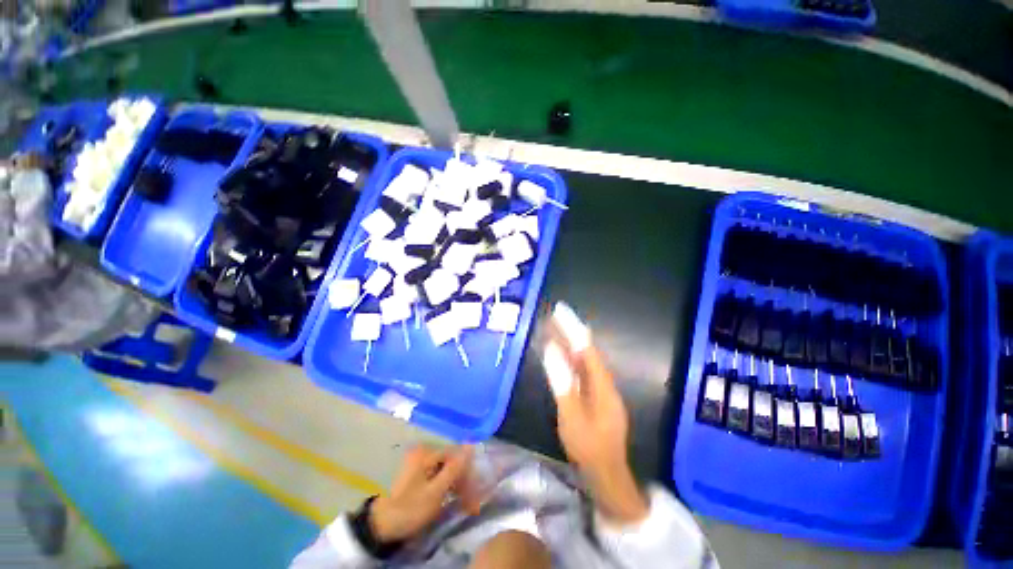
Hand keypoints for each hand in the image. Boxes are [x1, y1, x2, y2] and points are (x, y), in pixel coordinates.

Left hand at [369, 445, 473, 542]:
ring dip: (455, 484)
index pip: (455, 455)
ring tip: (462, 502)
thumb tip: (471, 445)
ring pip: (445, 468)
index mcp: (426, 452)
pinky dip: (445, 485)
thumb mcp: (435, 492)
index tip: (474, 492)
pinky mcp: (416, 471)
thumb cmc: (409, 509)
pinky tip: (449, 497)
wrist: (381, 526)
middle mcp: (423, 450)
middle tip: (470, 502)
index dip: (467, 473)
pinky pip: (437, 473)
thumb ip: (454, 468)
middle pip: (450, 461)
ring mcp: (418, 460)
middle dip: (461, 480)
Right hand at [543, 303, 648, 524]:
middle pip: (587, 351)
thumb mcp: (571, 415)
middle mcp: (605, 382)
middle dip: (572, 331)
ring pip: (586, 360)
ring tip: (558, 327)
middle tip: (556, 314)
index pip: (586, 348)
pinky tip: (564, 354)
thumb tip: (552, 350)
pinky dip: (572, 359)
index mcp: (601, 384)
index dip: (573, 328)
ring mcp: (602, 389)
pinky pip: (584, 370)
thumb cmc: (588, 446)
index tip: (561, 311)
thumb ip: (562, 381)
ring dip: (572, 343)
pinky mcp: (597, 396)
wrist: (607, 474)